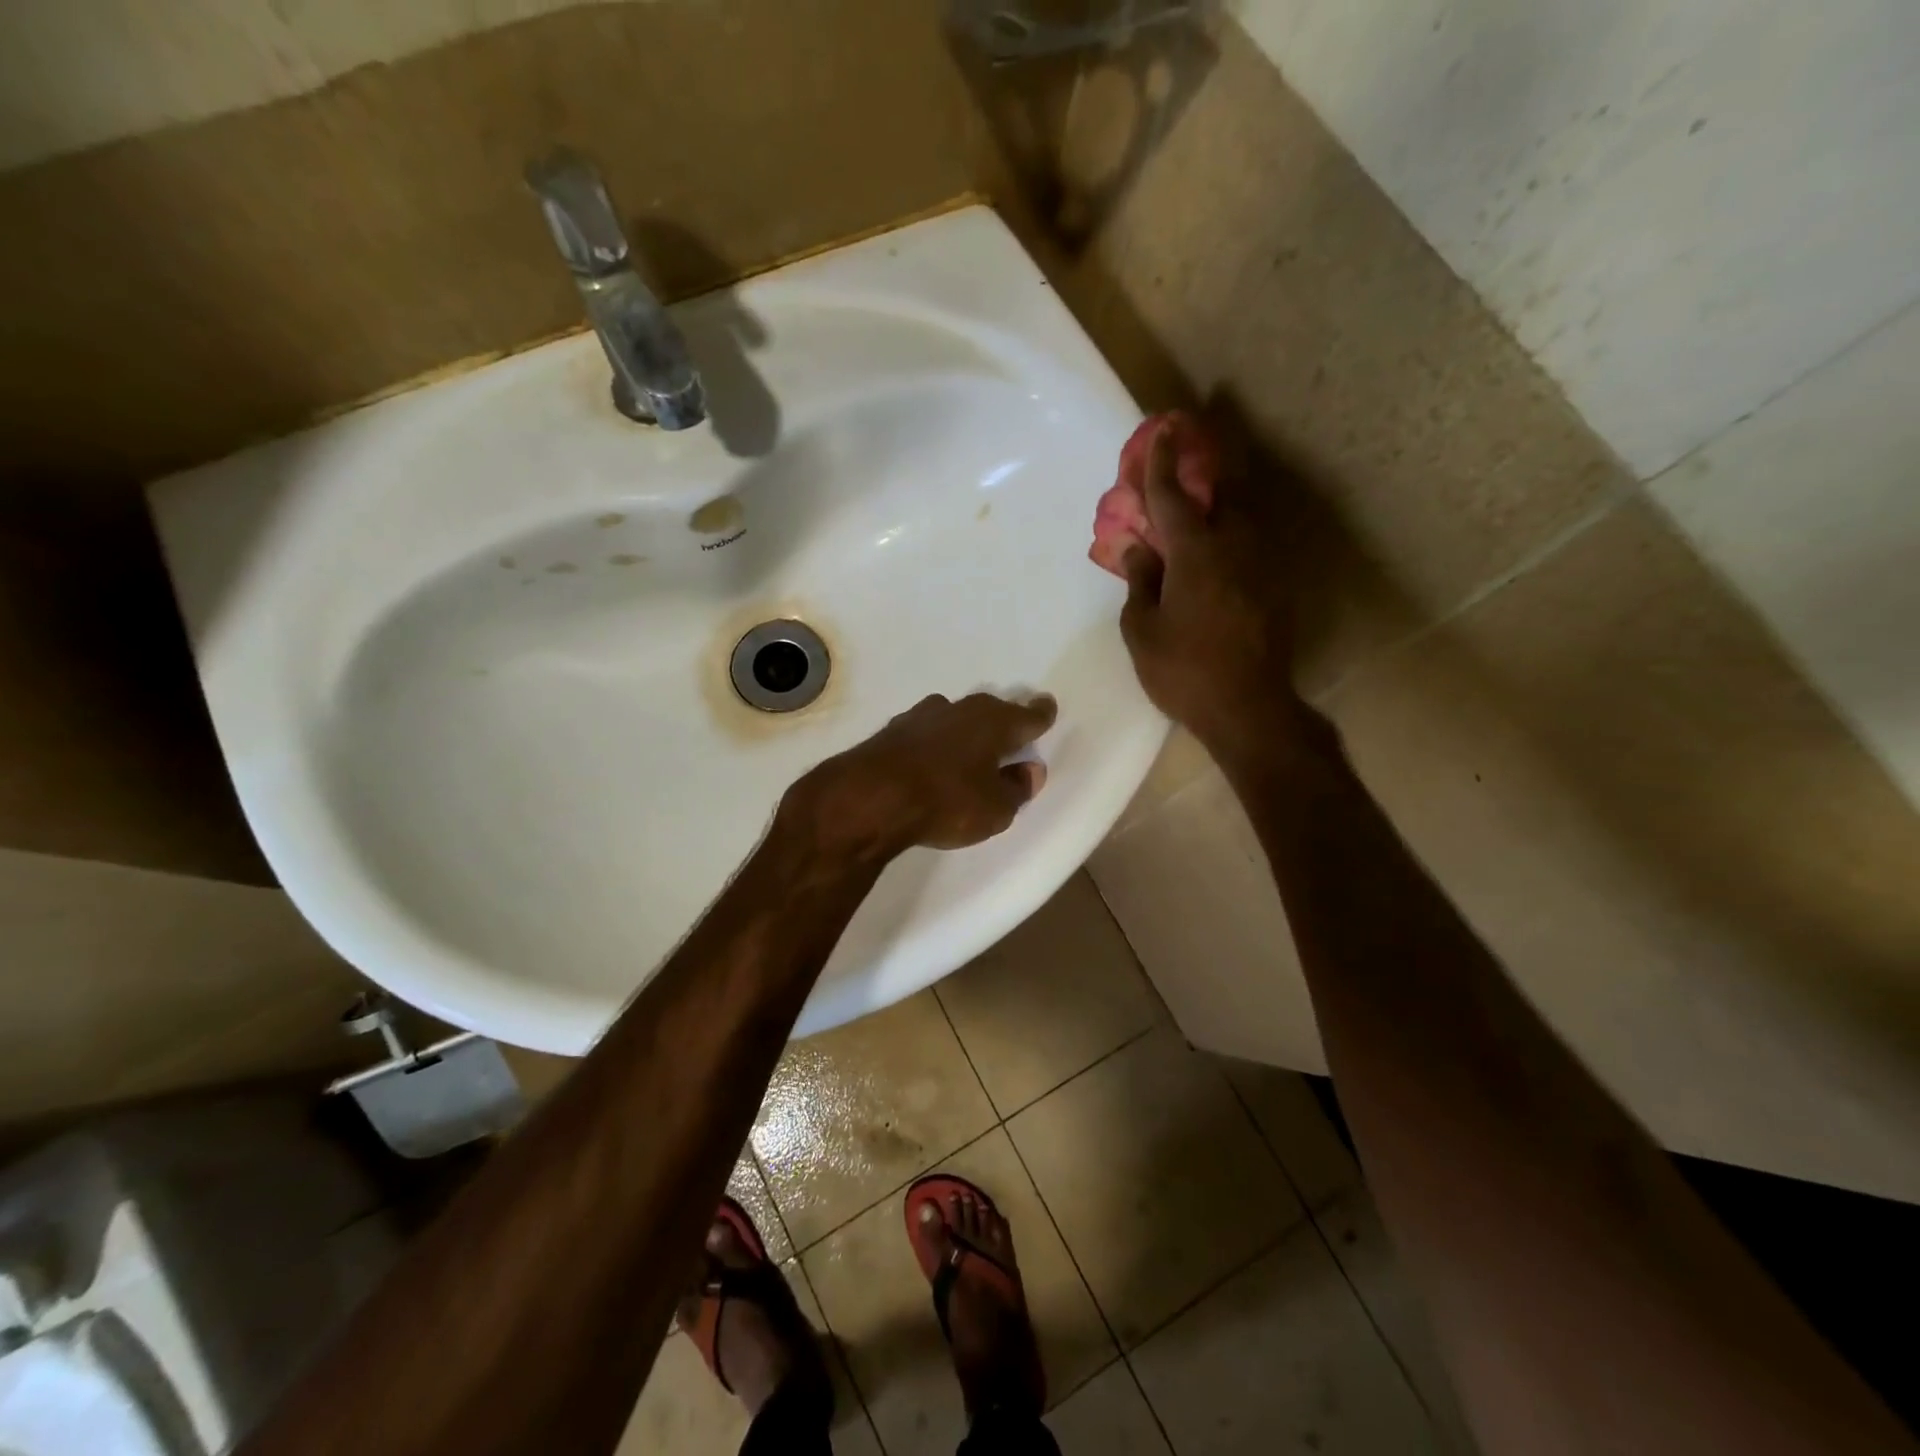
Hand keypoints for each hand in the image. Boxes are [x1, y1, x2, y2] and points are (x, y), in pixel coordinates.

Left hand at [784, 692, 1057, 860]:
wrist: (869, 797)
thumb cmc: (946, 801)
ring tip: (970, 749)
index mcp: (994, 723)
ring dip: (965, 730)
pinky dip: (935, 742)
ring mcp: (922, 716)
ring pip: (955, 717)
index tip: (1047, 708)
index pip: (1027, 715)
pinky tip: (932, 759)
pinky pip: (926, 732)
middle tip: (1011, 734)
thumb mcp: (995, 809)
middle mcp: (961, 709)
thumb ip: (1017, 789)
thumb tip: (1030, 770)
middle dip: (1002, 721)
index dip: (1040, 714)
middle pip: (991, 711)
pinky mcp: (892, 730)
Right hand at [1118, 425, 1311, 771]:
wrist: (1248, 707)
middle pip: (1225, 486)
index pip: (1172, 496)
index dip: (1161, 463)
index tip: (1160, 430)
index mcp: (1195, 553)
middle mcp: (1234, 546)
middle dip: (1211, 454)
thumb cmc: (1183, 670)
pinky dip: (1234, 523)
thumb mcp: (1143, 630)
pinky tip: (1223, 532)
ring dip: (1226, 487)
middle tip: (1198, 434)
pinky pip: (1252, 538)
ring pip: (1245, 510)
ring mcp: (1261, 564)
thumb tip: (1138, 550)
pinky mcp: (1274, 584)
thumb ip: (1140, 582)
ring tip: (1210, 479)